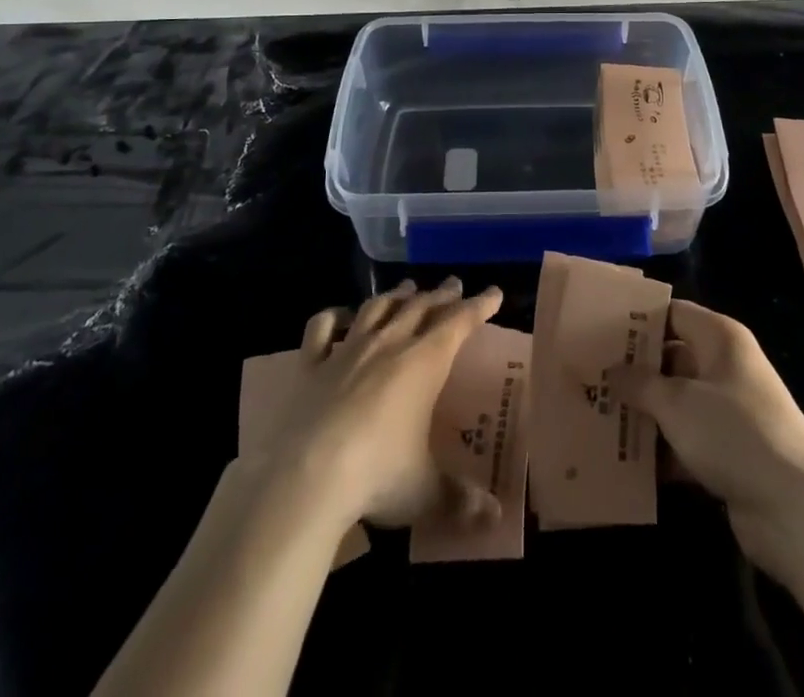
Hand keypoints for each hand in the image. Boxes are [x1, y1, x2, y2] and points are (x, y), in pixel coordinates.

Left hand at [267, 277, 502, 531]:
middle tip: (454, 285)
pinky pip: (322, 329)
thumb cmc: (378, 476)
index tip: (495, 292)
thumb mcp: (426, 492)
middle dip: (440, 295)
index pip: (459, 322)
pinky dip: (334, 317)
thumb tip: (496, 519)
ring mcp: (347, 351)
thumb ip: (461, 501)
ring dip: (396, 296)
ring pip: (377, 308)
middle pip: (420, 307)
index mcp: (424, 362)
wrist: (306, 478)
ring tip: (407, 289)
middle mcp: (389, 344)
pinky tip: (340, 315)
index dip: (479, 306)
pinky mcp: (310, 366)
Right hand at [619, 300, 803, 583]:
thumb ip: (640, 384)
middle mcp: (725, 367)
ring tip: (596, 416)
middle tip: (589, 377)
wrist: (797, 510)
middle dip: (633, 370)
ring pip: (676, 402)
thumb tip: (610, 370)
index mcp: (720, 338)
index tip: (596, 329)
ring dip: (643, 412)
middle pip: (671, 358)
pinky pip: (686, 439)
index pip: (672, 313)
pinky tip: (624, 459)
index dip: (637, 319)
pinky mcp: (729, 452)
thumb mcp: (678, 403)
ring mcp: (729, 411)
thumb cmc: (734, 433)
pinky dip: (660, 448)